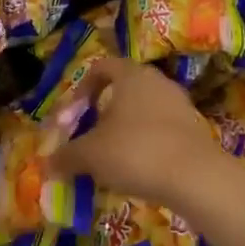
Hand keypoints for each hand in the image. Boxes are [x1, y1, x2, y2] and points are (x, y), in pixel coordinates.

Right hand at [47, 56, 227, 213]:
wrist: (196, 179)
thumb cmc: (135, 152)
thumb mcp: (90, 155)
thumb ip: (66, 156)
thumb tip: (48, 164)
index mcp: (131, 75)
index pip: (101, 67)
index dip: (81, 88)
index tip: (72, 115)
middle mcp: (158, 82)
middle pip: (122, 89)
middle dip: (102, 113)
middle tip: (88, 138)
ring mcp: (180, 105)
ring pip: (142, 111)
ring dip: (124, 130)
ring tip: (111, 159)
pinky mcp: (195, 130)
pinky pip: (161, 130)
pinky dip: (145, 144)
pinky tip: (137, 170)